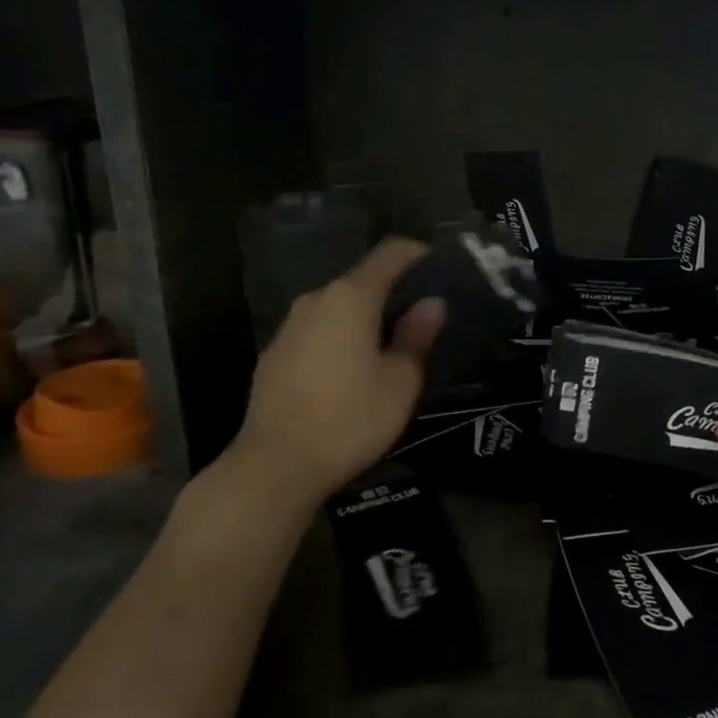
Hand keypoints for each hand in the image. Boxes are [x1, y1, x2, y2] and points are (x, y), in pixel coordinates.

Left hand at [231, 238, 444, 501]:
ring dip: (365, 319)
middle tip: (423, 320)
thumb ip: (417, 336)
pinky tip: (351, 373)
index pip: (391, 253)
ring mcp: (290, 326)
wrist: (276, 465)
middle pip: (363, 280)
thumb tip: (432, 304)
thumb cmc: (349, 419)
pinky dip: (340, 339)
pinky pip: (317, 332)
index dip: (420, 255)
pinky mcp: (274, 354)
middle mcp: (316, 299)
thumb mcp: (400, 382)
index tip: (442, 272)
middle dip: (394, 293)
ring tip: (390, 349)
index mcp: (351, 297)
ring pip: (338, 308)